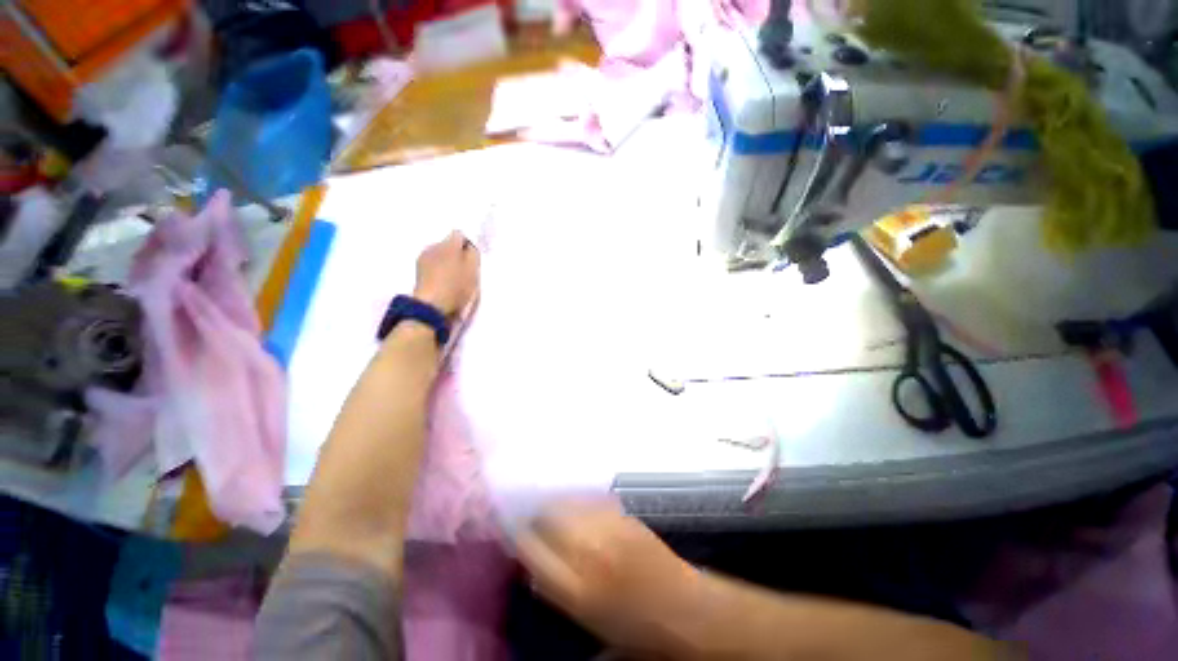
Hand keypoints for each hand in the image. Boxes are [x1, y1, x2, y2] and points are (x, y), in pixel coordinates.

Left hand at [414, 231, 480, 318]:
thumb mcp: (473, 271)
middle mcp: (434, 246)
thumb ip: (473, 254)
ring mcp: (423, 258)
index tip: (470, 259)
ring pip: (437, 254)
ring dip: (443, 261)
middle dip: (454, 253)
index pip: (459, 234)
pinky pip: (430, 265)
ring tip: (448, 278)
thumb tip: (468, 247)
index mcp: (449, 243)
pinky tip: (439, 283)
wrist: (429, 307)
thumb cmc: (455, 288)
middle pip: (447, 244)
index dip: (466, 245)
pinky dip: (435, 270)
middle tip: (461, 270)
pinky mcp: (417, 271)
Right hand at [516, 502, 700, 655]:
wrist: (694, 616)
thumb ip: (556, 593)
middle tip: (537, 528)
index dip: (517, 539)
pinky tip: (586, 513)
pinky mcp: (635, 523)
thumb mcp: (587, 623)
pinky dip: (586, 504)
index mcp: (573, 589)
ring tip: (560, 519)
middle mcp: (591, 555)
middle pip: (548, 517)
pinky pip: (599, 502)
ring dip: (560, 508)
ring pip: (572, 503)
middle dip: (537, 519)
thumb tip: (534, 574)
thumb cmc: (640, 633)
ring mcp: (615, 534)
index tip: (516, 540)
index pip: (527, 546)